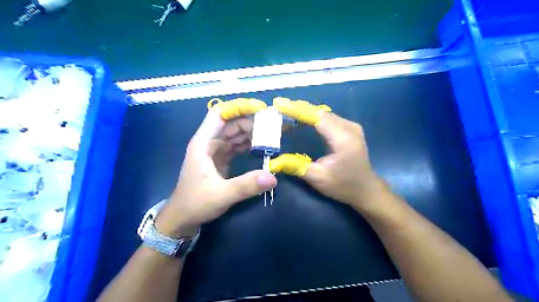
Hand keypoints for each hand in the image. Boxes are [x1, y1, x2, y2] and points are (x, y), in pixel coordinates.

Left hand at [154, 104, 274, 237]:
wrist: (182, 219)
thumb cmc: (195, 204)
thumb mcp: (221, 195)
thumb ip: (246, 185)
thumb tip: (273, 177)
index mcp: (203, 143)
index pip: (220, 114)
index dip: (239, 107)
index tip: (260, 109)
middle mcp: (209, 143)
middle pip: (231, 123)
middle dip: (252, 121)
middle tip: (274, 125)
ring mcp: (215, 151)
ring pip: (235, 134)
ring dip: (252, 133)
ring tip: (272, 134)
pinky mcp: (220, 160)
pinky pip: (236, 146)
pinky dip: (249, 145)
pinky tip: (262, 147)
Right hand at [274, 98, 387, 210]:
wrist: (366, 190)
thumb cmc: (344, 186)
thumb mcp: (319, 179)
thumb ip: (296, 167)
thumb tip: (273, 161)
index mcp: (344, 139)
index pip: (318, 117)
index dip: (297, 110)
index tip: (279, 104)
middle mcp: (349, 128)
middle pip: (320, 112)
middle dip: (298, 109)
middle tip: (278, 107)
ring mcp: (350, 126)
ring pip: (323, 113)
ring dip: (304, 112)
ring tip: (285, 112)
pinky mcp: (348, 129)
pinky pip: (327, 118)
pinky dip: (312, 117)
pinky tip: (301, 120)